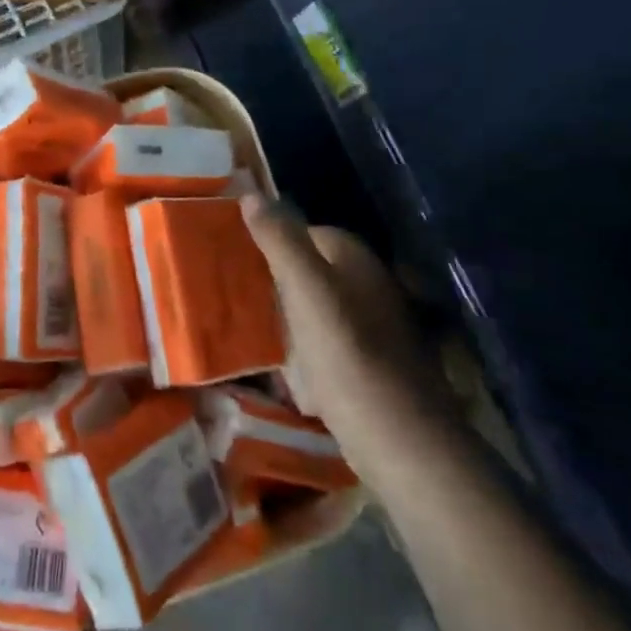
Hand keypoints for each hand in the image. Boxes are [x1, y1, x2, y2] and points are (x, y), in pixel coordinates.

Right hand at [240, 196, 443, 433]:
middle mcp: (369, 284)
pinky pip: (325, 342)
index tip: (234, 256)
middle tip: (233, 291)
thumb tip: (250, 194)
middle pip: (310, 270)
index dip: (270, 240)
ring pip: (316, 307)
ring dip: (286, 315)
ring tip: (248, 326)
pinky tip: (283, 368)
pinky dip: (303, 349)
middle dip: (275, 278)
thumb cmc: (346, 353)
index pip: (305, 231)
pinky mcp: (371, 363)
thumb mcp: (304, 289)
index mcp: (355, 259)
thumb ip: (279, 240)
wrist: (397, 436)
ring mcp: (374, 326)